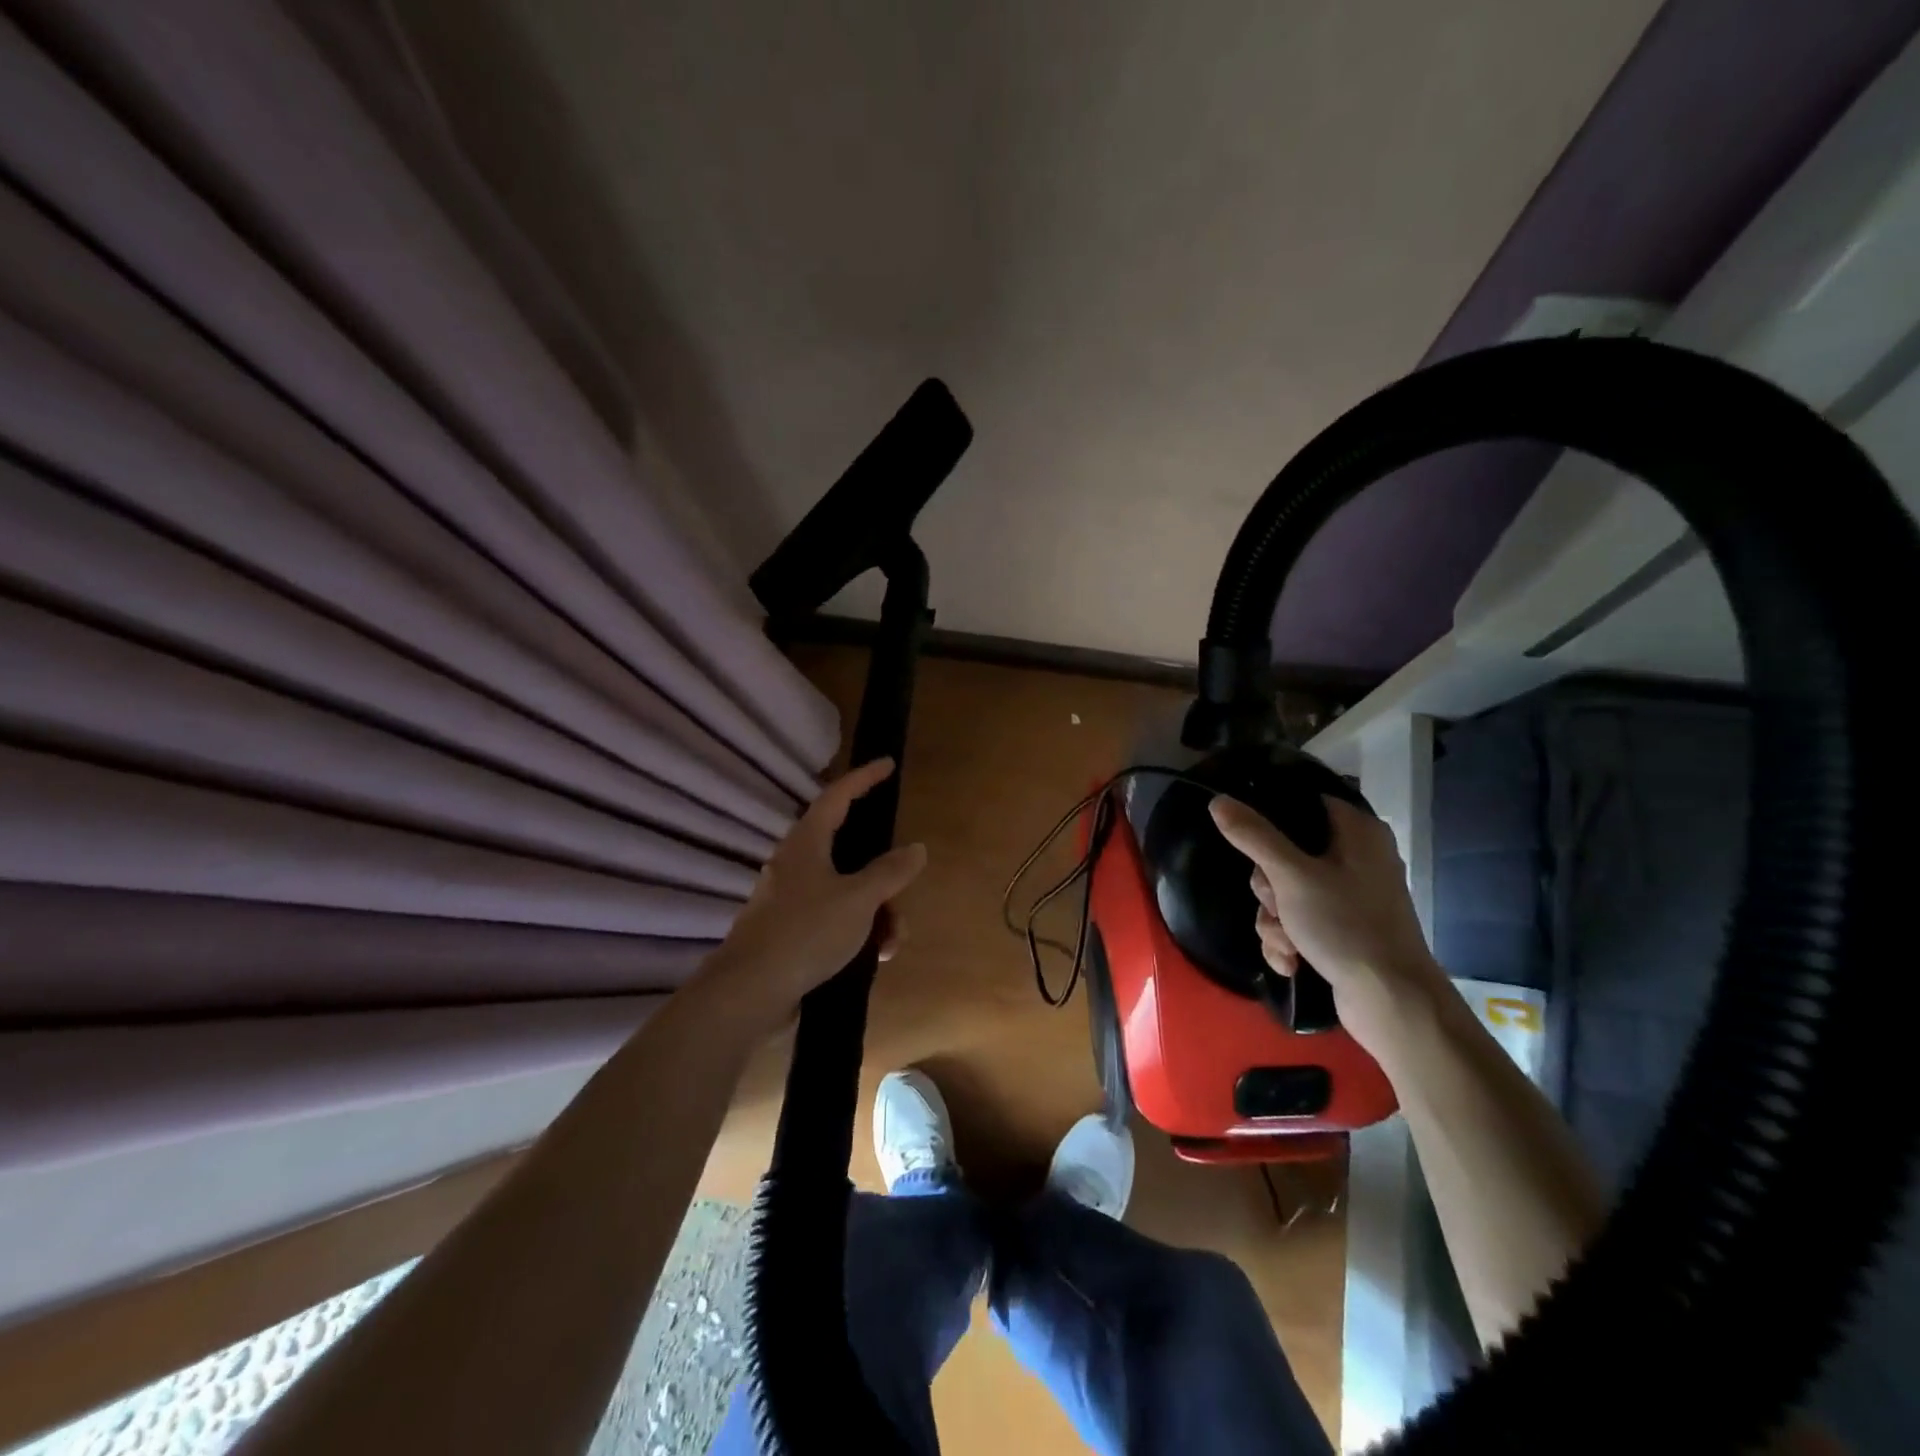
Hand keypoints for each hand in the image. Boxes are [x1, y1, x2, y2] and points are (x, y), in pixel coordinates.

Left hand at [697, 758, 927, 1033]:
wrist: (749, 994)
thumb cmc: (806, 932)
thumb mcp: (858, 899)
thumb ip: (890, 872)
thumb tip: (916, 848)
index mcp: (806, 844)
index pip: (837, 796)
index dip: (863, 778)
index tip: (887, 764)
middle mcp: (795, 866)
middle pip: (851, 854)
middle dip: (885, 878)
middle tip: (903, 893)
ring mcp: (791, 901)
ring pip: (848, 893)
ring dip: (878, 913)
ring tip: (891, 944)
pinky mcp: (791, 933)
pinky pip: (836, 921)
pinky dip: (859, 933)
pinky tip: (874, 959)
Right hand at [1209, 793, 1447, 1058]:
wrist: (1392, 1002)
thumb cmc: (1346, 926)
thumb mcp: (1290, 876)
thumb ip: (1253, 835)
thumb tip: (1218, 800)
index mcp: (1356, 831)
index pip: (1301, 804)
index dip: (1270, 822)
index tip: (1254, 849)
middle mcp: (1356, 857)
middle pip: (1284, 853)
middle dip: (1269, 888)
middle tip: (1277, 903)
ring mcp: (1350, 896)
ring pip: (1286, 892)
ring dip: (1274, 920)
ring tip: (1287, 943)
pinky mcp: (1344, 929)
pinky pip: (1299, 921)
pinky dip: (1289, 940)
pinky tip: (1291, 961)